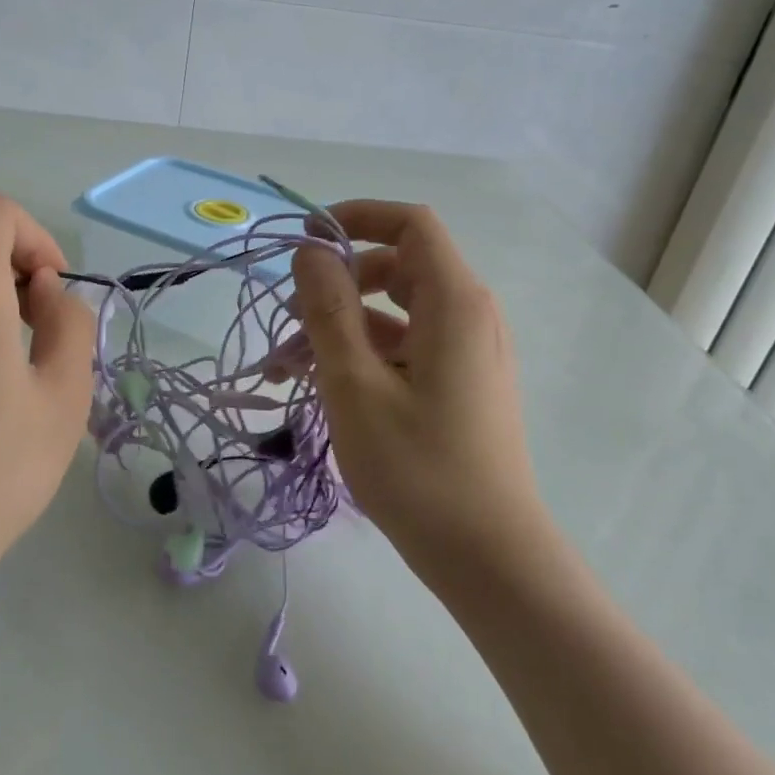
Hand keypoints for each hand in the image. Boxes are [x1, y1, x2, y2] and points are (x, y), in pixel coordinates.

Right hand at [291, 200, 539, 586]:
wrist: (488, 557)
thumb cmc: (418, 468)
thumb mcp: (355, 383)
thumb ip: (329, 309)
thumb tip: (310, 252)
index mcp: (455, 302)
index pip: (411, 224)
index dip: (357, 217)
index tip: (306, 240)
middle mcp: (469, 316)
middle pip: (397, 268)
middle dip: (337, 284)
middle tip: (289, 317)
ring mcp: (467, 353)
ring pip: (394, 315)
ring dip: (339, 329)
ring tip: (287, 370)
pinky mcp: (459, 385)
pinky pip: (405, 349)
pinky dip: (362, 356)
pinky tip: (320, 389)